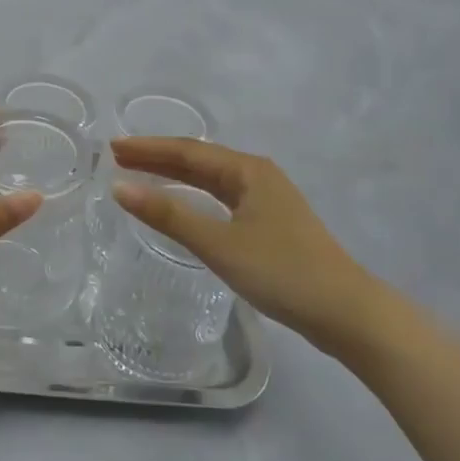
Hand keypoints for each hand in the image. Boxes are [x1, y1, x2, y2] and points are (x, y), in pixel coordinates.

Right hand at [110, 138, 382, 358]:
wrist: (346, 313)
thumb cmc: (282, 272)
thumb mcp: (219, 244)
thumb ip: (169, 215)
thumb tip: (119, 187)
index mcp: (247, 170)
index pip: (186, 151)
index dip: (148, 148)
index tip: (113, 148)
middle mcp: (257, 175)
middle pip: (198, 160)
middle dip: (158, 158)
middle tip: (119, 158)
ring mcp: (267, 199)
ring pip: (211, 180)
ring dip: (175, 176)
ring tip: (141, 175)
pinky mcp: (271, 223)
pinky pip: (222, 198)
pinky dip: (195, 196)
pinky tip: (183, 204)